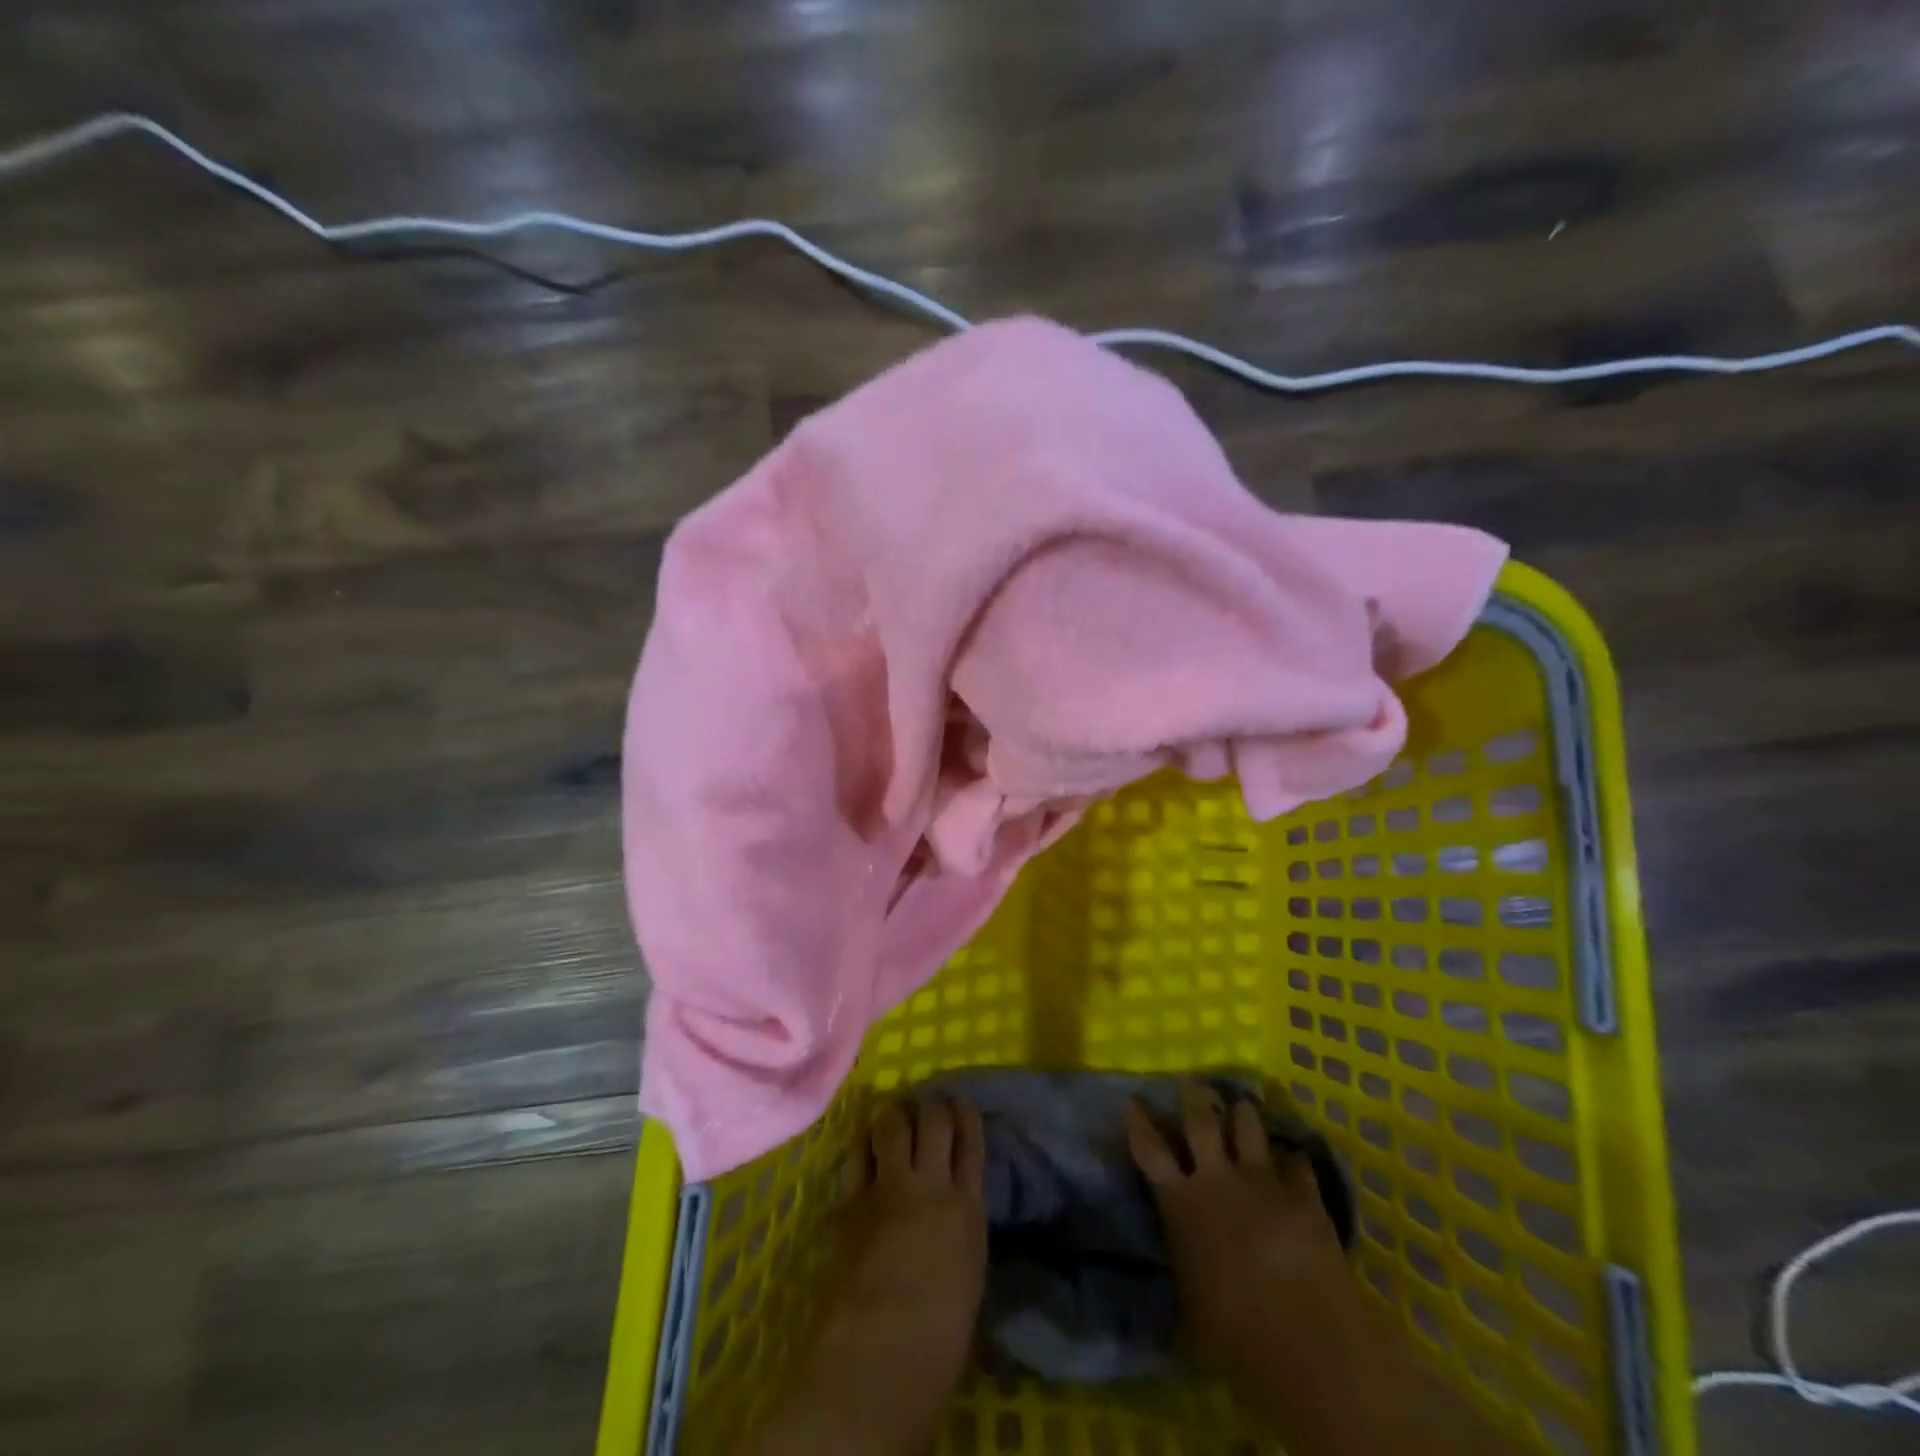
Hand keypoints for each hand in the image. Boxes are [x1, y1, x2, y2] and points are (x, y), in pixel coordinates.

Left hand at [756, 1099, 986, 1455]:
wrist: (886, 1349)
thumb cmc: (941, 1335)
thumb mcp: (969, 1270)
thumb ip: (961, 1227)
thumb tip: (952, 1212)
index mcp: (968, 1206)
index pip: (971, 1139)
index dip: (964, 1113)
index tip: (959, 1103)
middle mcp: (931, 1183)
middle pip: (934, 1120)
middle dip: (930, 1106)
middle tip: (925, 1108)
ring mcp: (888, 1187)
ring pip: (893, 1124)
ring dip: (895, 1115)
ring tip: (894, 1116)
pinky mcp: (851, 1200)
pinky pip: (856, 1154)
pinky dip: (863, 1144)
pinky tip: (865, 1144)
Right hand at [1126, 1081, 1356, 1380]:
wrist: (1303, 1333)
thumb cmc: (1233, 1331)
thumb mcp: (1190, 1306)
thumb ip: (1183, 1270)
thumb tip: (1178, 1270)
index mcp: (1180, 1203)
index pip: (1149, 1150)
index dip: (1139, 1123)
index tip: (1133, 1101)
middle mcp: (1216, 1179)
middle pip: (1200, 1121)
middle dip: (1194, 1097)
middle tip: (1192, 1080)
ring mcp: (1262, 1181)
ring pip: (1249, 1128)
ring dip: (1244, 1114)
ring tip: (1244, 1104)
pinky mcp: (1303, 1195)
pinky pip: (1298, 1165)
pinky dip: (1294, 1160)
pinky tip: (1295, 1157)